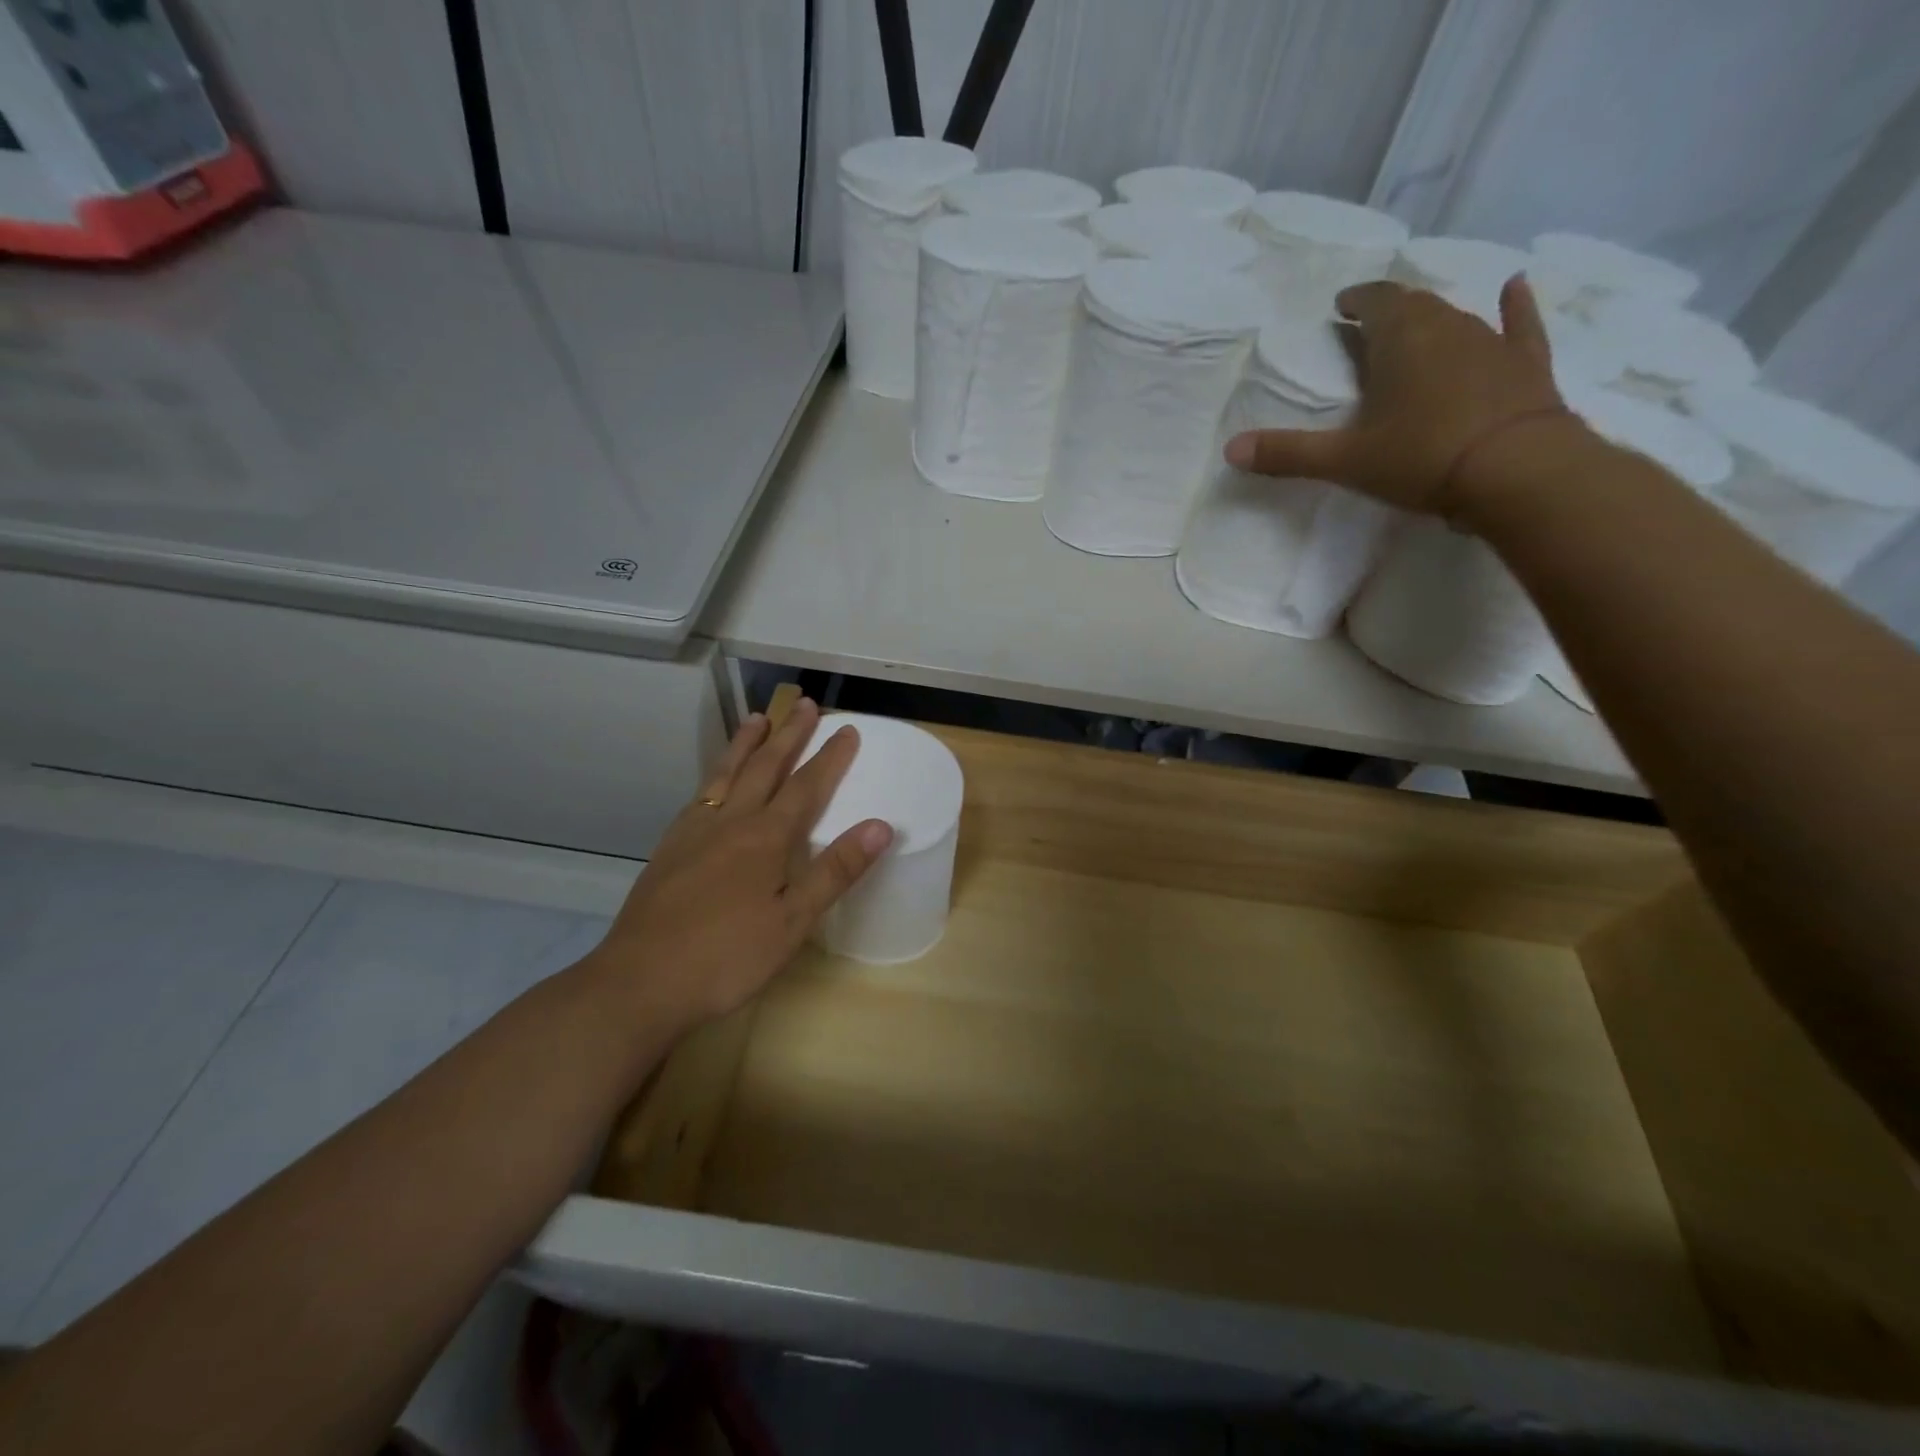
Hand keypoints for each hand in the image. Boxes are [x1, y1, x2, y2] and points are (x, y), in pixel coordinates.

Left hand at [578, 698, 892, 1038]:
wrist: (640, 982)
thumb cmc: (727, 957)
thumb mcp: (793, 922)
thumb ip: (835, 871)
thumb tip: (880, 825)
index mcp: (765, 838)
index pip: (806, 786)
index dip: (830, 757)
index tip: (847, 729)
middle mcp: (730, 822)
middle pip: (765, 768)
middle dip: (789, 735)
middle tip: (805, 704)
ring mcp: (694, 833)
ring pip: (726, 774)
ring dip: (746, 743)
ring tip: (758, 717)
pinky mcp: (669, 849)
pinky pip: (699, 796)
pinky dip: (714, 776)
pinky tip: (714, 782)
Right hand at [1224, 275, 1576, 515]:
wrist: (1517, 473)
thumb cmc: (1421, 459)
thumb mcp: (1344, 462)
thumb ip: (1287, 453)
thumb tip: (1230, 450)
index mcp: (1401, 341)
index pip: (1376, 302)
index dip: (1357, 301)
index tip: (1342, 306)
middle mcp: (1448, 328)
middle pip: (1415, 306)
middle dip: (1390, 310)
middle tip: (1370, 323)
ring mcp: (1493, 344)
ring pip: (1458, 317)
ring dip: (1433, 319)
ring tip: (1416, 327)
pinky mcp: (1526, 366)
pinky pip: (1521, 326)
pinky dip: (1517, 307)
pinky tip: (1516, 287)